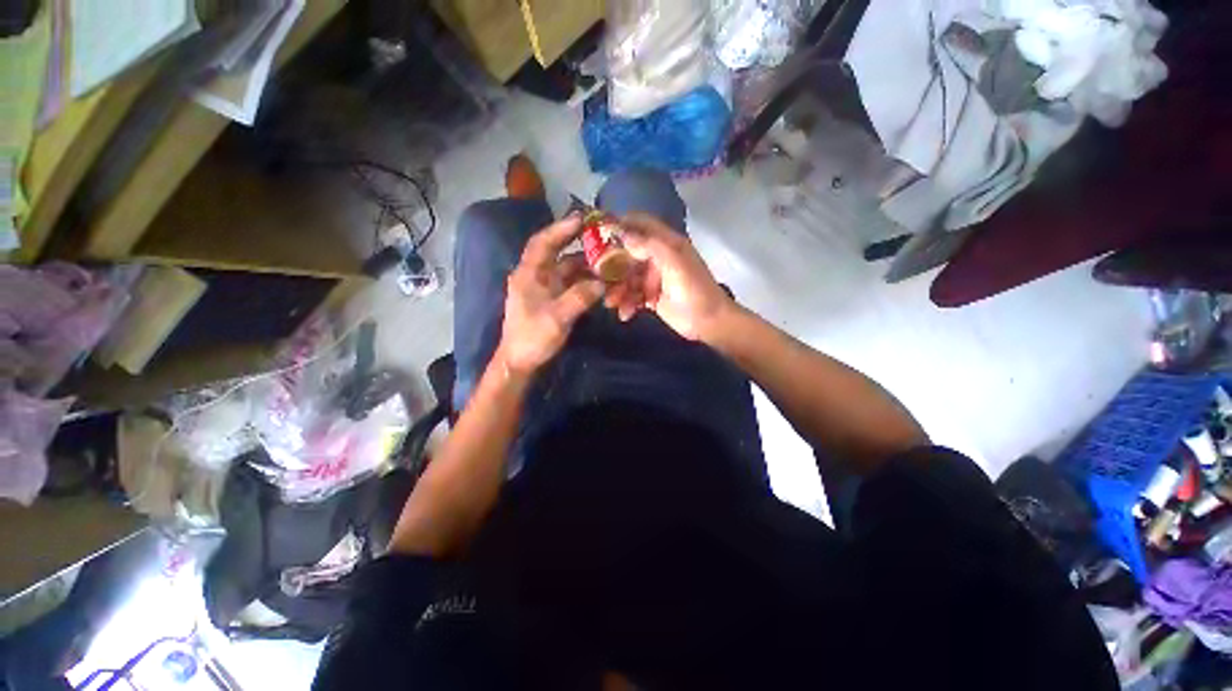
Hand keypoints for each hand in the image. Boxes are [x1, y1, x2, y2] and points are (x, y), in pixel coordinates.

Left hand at [498, 215, 604, 376]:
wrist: (520, 361)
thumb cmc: (532, 337)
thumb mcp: (557, 317)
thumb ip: (580, 297)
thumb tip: (601, 283)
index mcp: (529, 274)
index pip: (543, 243)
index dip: (561, 229)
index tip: (582, 219)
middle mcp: (536, 277)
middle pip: (558, 254)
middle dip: (579, 246)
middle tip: (603, 239)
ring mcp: (545, 289)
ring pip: (568, 271)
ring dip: (586, 267)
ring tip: (608, 263)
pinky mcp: (552, 301)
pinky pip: (571, 285)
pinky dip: (585, 283)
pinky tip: (601, 284)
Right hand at [605, 212, 734, 341]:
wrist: (708, 322)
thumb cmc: (694, 289)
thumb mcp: (674, 263)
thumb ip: (650, 246)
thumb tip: (622, 234)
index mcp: (666, 243)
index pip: (641, 224)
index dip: (621, 223)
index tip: (598, 230)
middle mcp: (657, 257)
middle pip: (628, 253)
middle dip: (612, 264)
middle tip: (595, 274)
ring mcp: (653, 278)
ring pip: (627, 277)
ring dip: (617, 289)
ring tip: (611, 302)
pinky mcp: (650, 297)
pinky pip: (632, 296)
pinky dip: (626, 303)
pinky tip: (624, 314)